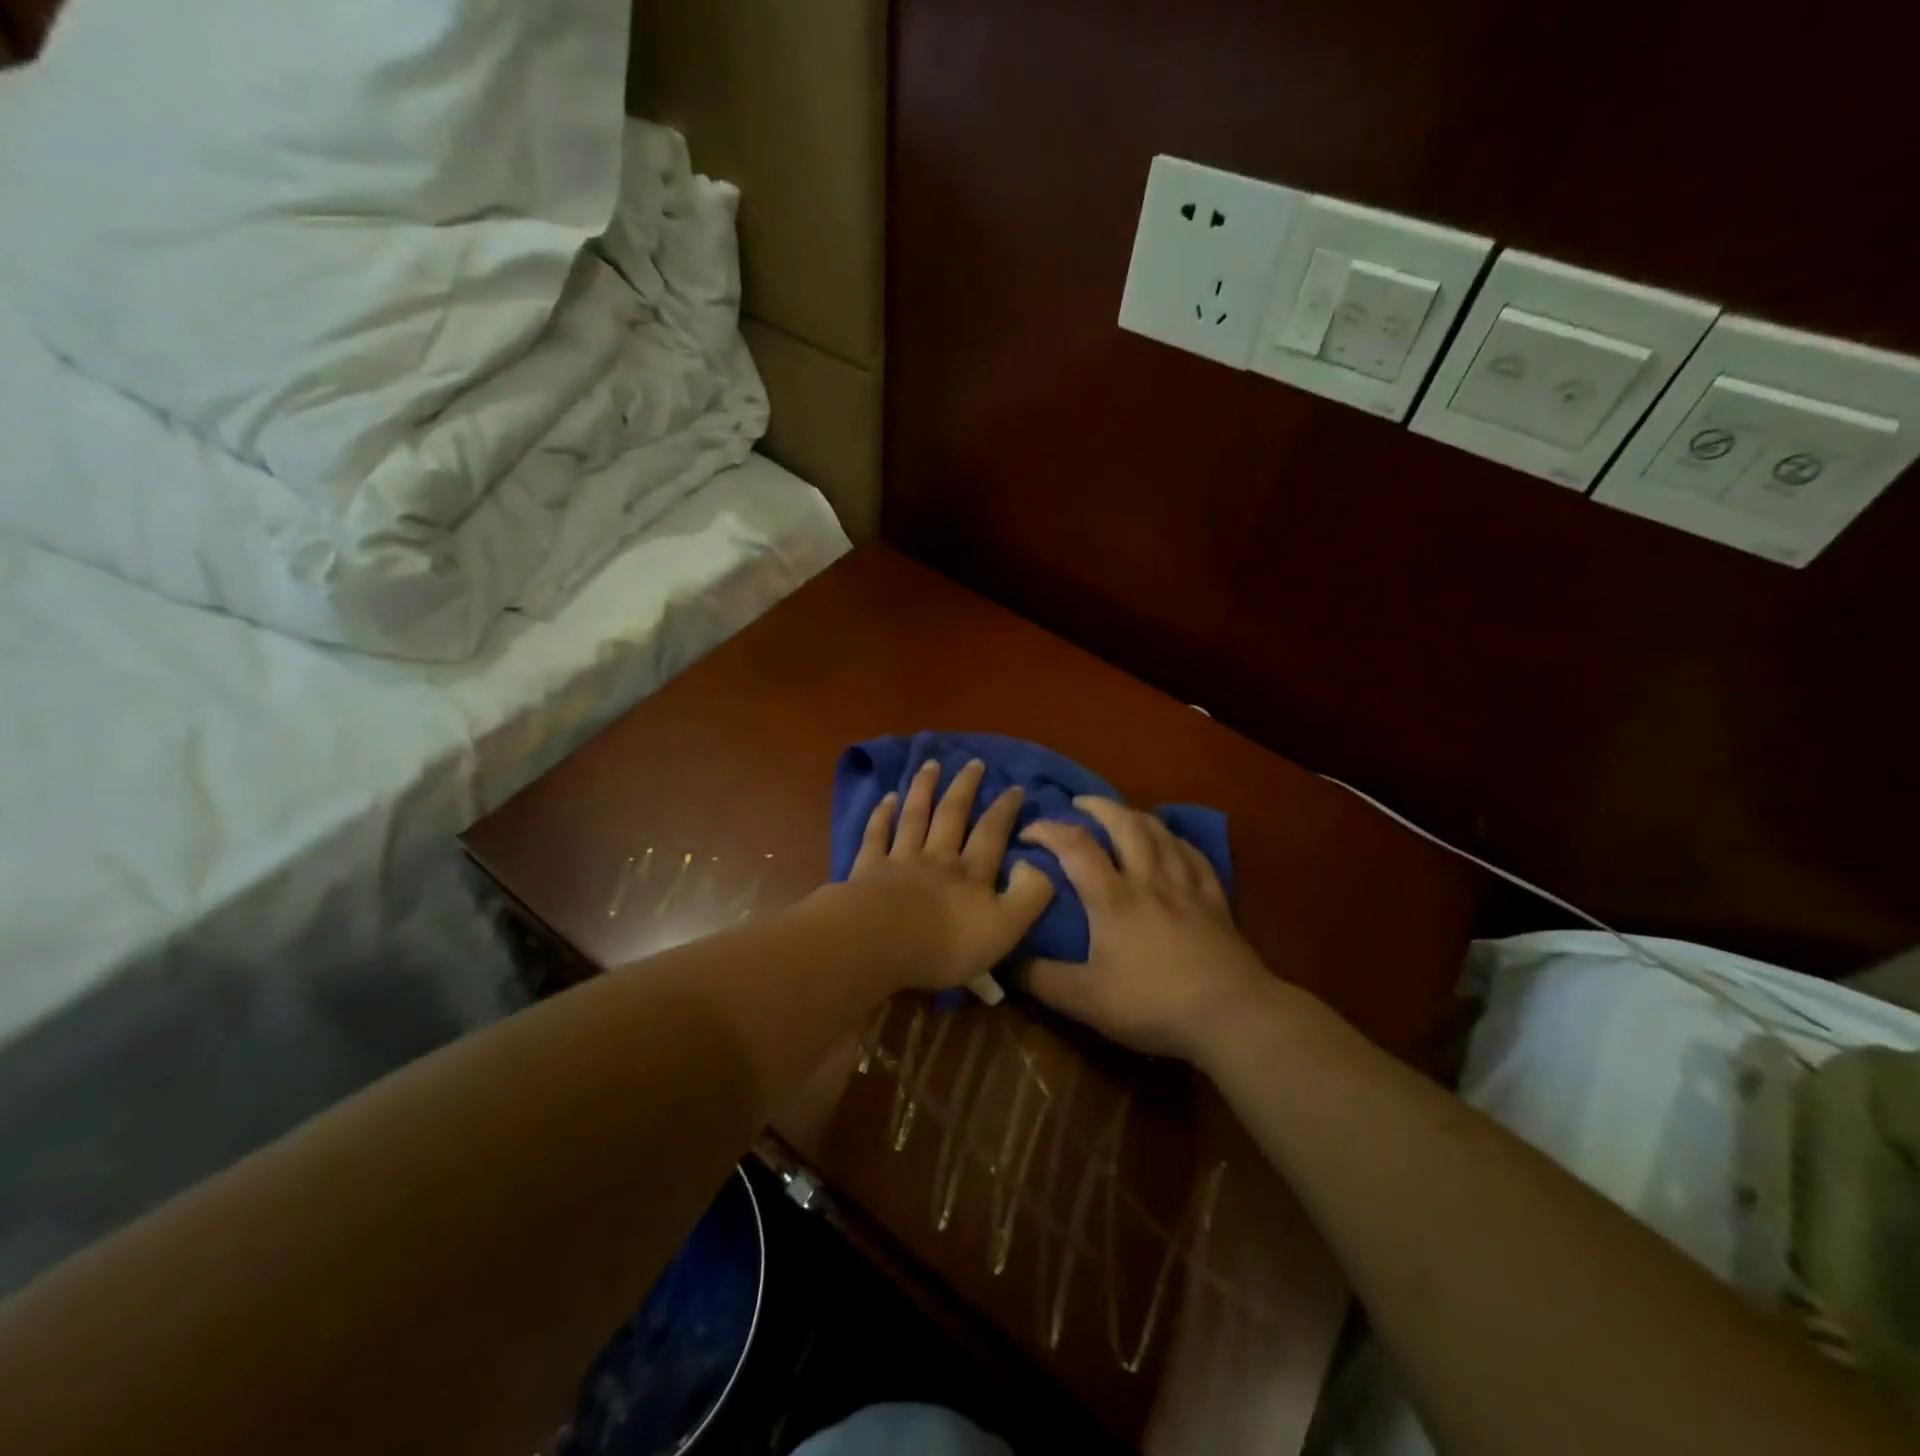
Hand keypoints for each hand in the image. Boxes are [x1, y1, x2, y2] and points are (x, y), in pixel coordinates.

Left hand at [843, 758, 1054, 990]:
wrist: (881, 944)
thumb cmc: (946, 944)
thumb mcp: (1005, 928)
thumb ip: (1029, 895)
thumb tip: (1040, 864)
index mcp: (971, 873)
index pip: (992, 833)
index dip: (1004, 810)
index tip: (1014, 786)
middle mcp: (938, 858)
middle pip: (952, 815)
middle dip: (964, 788)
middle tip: (973, 763)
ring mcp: (901, 860)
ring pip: (915, 817)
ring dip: (924, 789)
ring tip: (931, 765)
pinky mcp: (868, 869)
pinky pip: (876, 835)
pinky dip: (882, 815)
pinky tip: (887, 798)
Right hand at [1019, 797, 1274, 1060]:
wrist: (1231, 1016)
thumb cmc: (1153, 1004)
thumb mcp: (1085, 1000)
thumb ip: (1042, 979)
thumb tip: (1006, 961)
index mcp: (1114, 898)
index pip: (1075, 846)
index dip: (1048, 830)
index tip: (1029, 831)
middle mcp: (1149, 880)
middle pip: (1126, 824)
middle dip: (1099, 806)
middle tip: (1080, 804)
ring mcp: (1187, 888)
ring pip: (1162, 834)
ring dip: (1137, 817)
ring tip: (1122, 816)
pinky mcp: (1215, 902)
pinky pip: (1195, 857)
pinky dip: (1178, 842)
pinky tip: (1173, 845)